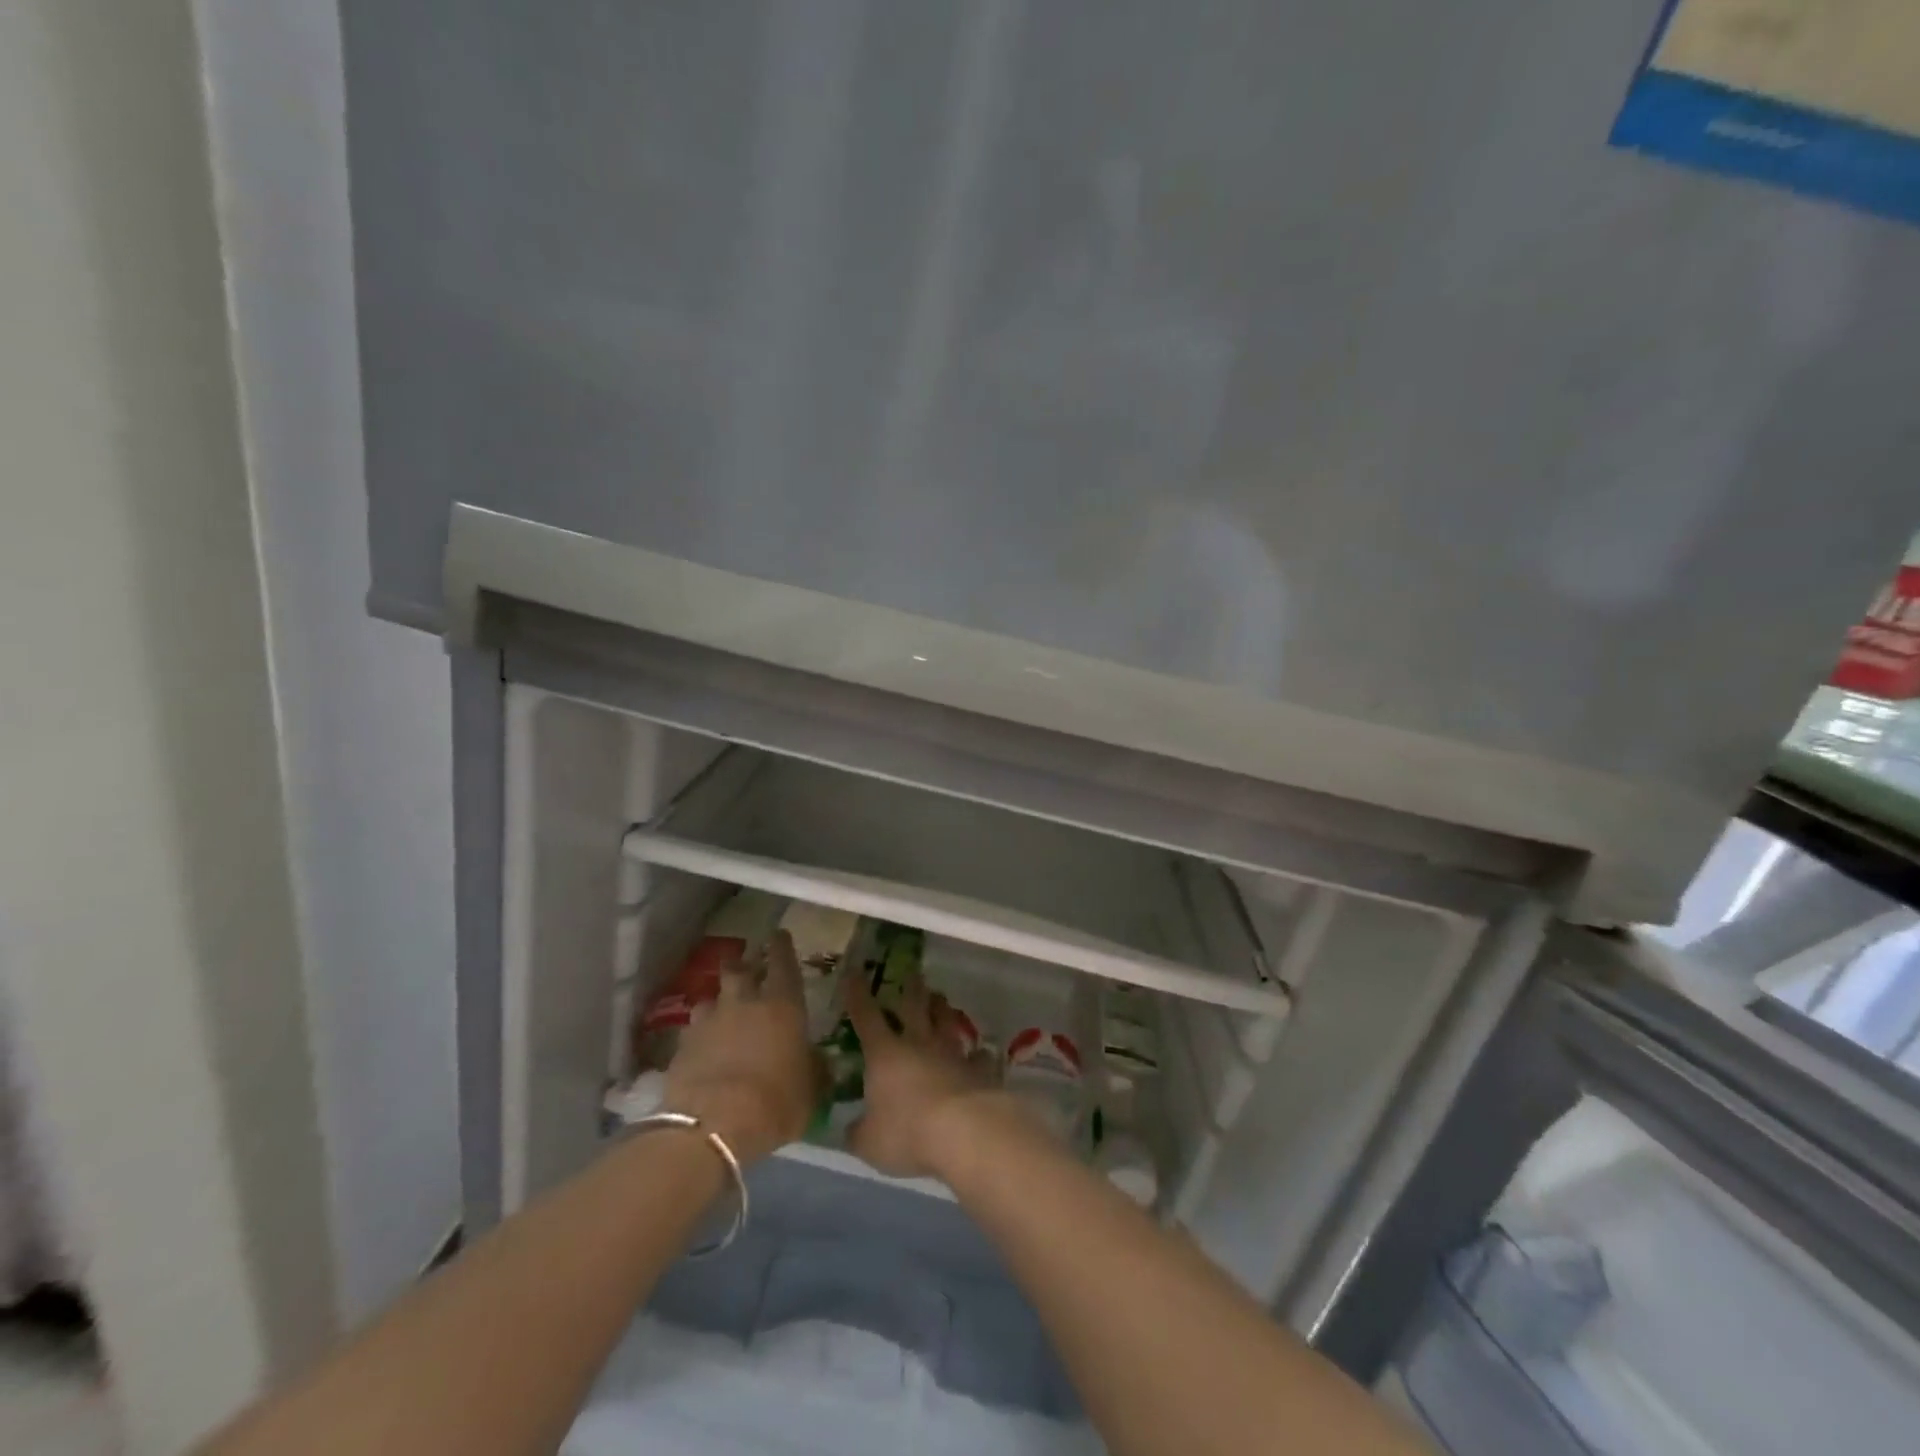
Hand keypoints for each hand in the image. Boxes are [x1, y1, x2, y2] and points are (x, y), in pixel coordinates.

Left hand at [663, 931, 819, 1163]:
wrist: (712, 1128)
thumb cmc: (775, 1103)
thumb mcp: (810, 1092)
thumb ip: (815, 1070)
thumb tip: (820, 1063)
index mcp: (783, 1005)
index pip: (783, 963)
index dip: (782, 947)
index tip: (780, 935)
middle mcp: (744, 1002)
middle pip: (738, 970)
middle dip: (742, 967)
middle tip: (747, 971)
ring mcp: (709, 1022)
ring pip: (711, 998)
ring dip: (719, 1002)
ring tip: (722, 1015)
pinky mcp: (682, 1046)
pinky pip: (693, 1030)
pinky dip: (700, 1035)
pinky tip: (703, 1049)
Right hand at [842, 961, 1000, 1179]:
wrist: (964, 1132)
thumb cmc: (907, 1133)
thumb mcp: (869, 1142)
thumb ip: (858, 1132)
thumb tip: (851, 1129)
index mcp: (885, 1054)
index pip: (866, 1016)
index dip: (857, 994)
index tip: (854, 972)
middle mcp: (919, 1044)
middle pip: (914, 1007)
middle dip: (911, 988)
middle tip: (912, 972)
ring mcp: (952, 1054)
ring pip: (947, 1023)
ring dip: (943, 1010)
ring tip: (941, 999)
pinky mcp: (979, 1070)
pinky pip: (979, 1057)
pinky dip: (978, 1054)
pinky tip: (982, 1052)